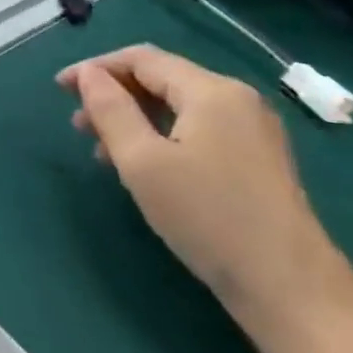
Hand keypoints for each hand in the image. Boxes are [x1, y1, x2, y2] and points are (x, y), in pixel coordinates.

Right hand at [59, 45, 352, 333]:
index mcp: (211, 91)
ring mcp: (252, 131)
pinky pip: (197, 129)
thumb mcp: (142, 161)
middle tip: (78, 124)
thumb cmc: (208, 217)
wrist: (293, 292)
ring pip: (177, 107)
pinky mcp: (257, 160)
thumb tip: (89, 75)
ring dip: (134, 118)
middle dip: (113, 95)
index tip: (59, 89)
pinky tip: (141, 165)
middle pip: (161, 79)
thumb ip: (110, 110)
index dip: (95, 69)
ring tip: (101, 149)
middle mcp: (236, 99)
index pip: (141, 59)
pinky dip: (160, 136)